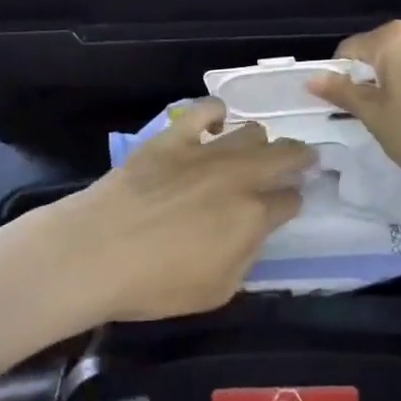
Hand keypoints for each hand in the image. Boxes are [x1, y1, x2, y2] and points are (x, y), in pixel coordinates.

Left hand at [59, 99, 312, 322]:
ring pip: (250, 131)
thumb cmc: (156, 284)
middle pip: (284, 155)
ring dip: (259, 142)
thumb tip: (253, 232)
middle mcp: (239, 176)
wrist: (99, 251)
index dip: (294, 201)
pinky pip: (205, 110)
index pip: (290, 200)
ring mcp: (206, 150)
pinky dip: (216, 113)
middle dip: (298, 157)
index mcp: (253, 216)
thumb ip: (245, 256)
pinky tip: (217, 121)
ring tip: (254, 149)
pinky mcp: (175, 136)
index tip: (291, 203)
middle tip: (301, 160)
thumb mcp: (217, 290)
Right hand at [306, 21, 400, 206]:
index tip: (344, 107)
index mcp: (394, 38)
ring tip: (400, 121)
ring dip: (395, 85)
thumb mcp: (375, 116)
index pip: (350, 49)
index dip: (340, 77)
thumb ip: (343, 92)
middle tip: (371, 116)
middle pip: (379, 52)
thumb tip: (312, 78)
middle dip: (370, 80)